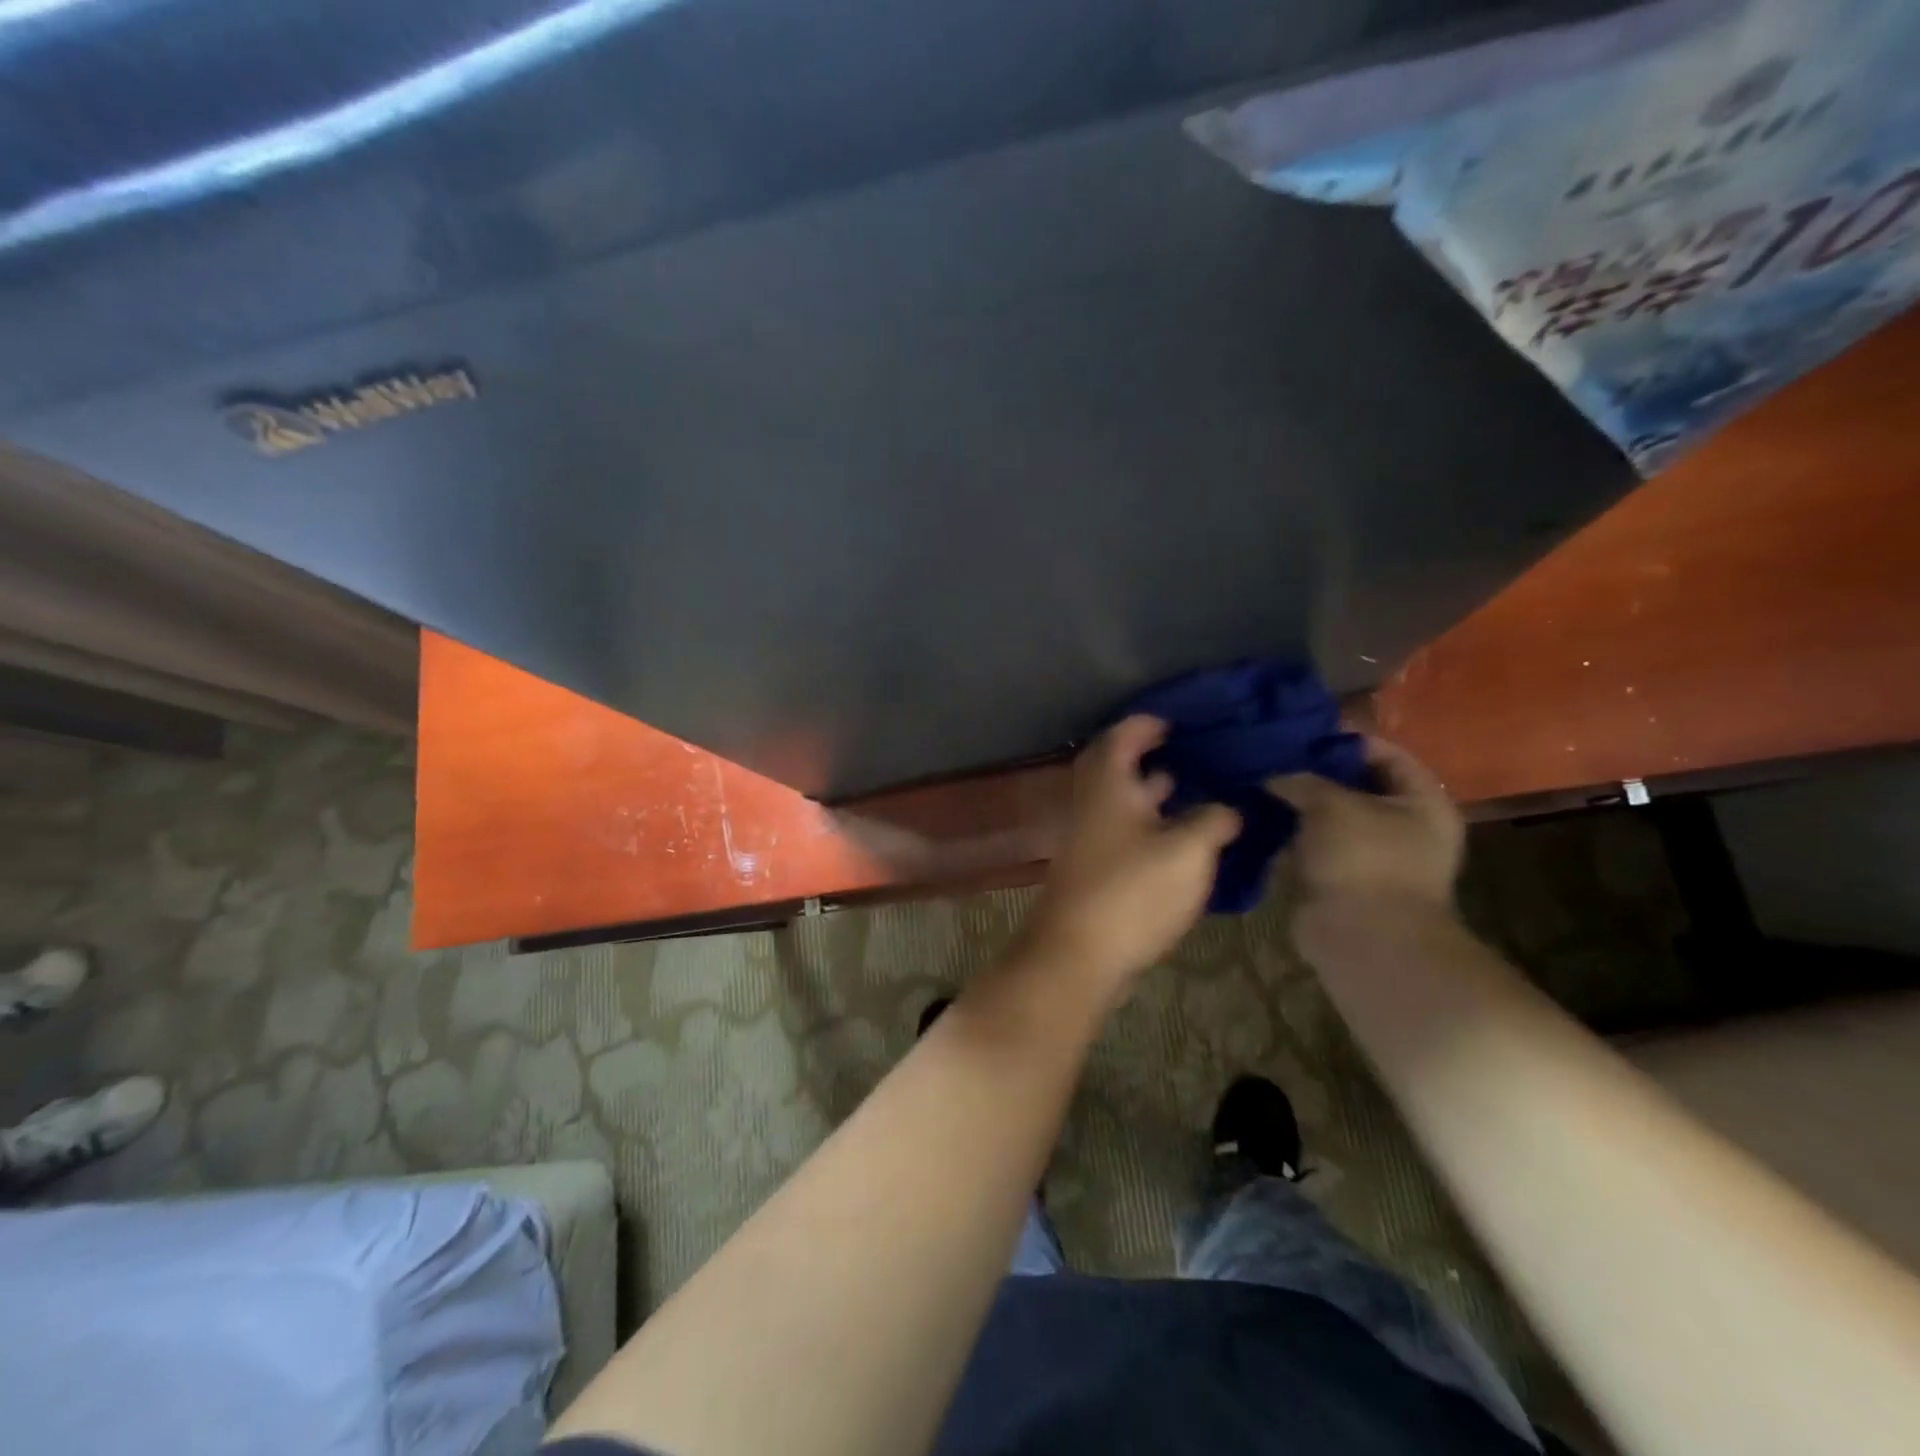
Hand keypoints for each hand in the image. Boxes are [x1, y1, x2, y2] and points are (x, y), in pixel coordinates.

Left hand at [1018, 716, 1240, 998]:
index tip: (1180, 721)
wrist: (1079, 955)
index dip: (1148, 723)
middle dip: (1151, 756)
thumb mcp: (1187, 851)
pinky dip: (1152, 826)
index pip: (1122, 736)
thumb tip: (1229, 808)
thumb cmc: (1132, 891)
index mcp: (1108, 785)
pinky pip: (1125, 832)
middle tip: (1190, 752)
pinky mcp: (1096, 870)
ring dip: (1153, 793)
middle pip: (1117, 767)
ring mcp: (1090, 839)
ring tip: (1197, 790)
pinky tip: (1184, 840)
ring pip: (1123, 803)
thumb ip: (1213, 820)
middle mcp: (1093, 805)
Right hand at [1267, 736, 1463, 914]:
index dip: (1348, 741)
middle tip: (1275, 758)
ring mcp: (1372, 858)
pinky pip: (1313, 848)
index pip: (1388, 755)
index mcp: (1422, 803)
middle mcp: (1404, 828)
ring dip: (1299, 807)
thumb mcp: (1332, 804)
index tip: (1304, 734)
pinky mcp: (1342, 881)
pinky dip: (1290, 837)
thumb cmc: (1363, 859)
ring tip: (1260, 786)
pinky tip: (1259, 820)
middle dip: (1316, 774)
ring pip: (1330, 819)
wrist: (1364, 939)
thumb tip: (1274, 778)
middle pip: (1357, 787)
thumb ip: (1304, 781)